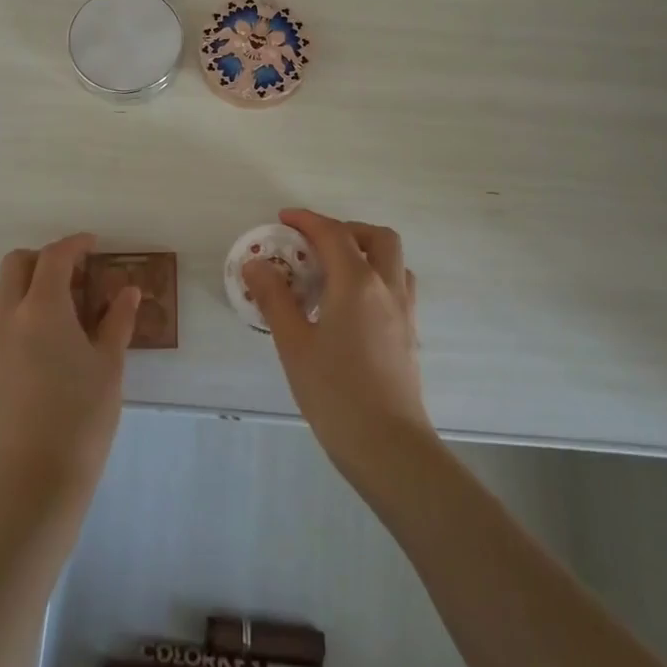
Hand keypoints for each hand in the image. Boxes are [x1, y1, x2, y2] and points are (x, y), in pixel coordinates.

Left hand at [0, 233, 139, 511]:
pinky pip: (2, 316)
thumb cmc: (81, 415)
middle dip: (44, 258)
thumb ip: (117, 320)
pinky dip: (23, 306)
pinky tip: (53, 333)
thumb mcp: (109, 364)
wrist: (35, 477)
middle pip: (16, 264)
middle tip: (77, 272)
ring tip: (68, 303)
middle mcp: (10, 316)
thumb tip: (127, 290)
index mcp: (42, 308)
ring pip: (4, 289)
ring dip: (31, 281)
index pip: (54, 257)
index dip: (75, 244)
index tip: (95, 245)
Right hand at [244, 209, 434, 489]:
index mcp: (356, 283)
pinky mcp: (410, 334)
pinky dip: (375, 277)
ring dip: (366, 251)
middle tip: (315, 244)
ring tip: (333, 273)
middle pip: (377, 236)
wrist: (389, 447)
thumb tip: (256, 264)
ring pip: (393, 261)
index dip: (307, 220)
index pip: (333, 233)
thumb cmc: (335, 393)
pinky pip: (397, 286)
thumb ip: (274, 299)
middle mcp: (387, 288)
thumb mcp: (293, 344)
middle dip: (346, 229)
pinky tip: (350, 307)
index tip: (283, 220)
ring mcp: (404, 311)